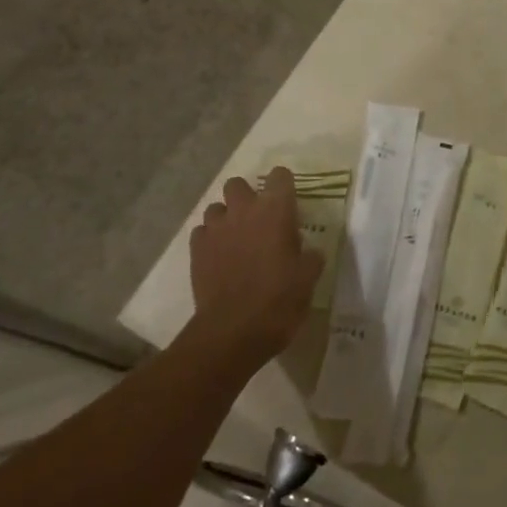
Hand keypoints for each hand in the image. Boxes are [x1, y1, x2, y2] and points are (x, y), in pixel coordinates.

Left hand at [188, 169, 321, 372]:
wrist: (233, 331)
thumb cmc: (279, 299)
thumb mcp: (309, 277)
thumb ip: (310, 256)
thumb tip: (309, 251)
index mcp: (275, 209)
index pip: (280, 175)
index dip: (284, 185)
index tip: (288, 202)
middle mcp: (243, 210)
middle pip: (238, 184)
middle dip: (246, 196)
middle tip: (257, 220)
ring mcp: (216, 229)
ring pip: (215, 207)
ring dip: (225, 218)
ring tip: (235, 239)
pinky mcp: (196, 250)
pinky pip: (201, 233)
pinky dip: (210, 240)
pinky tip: (218, 257)